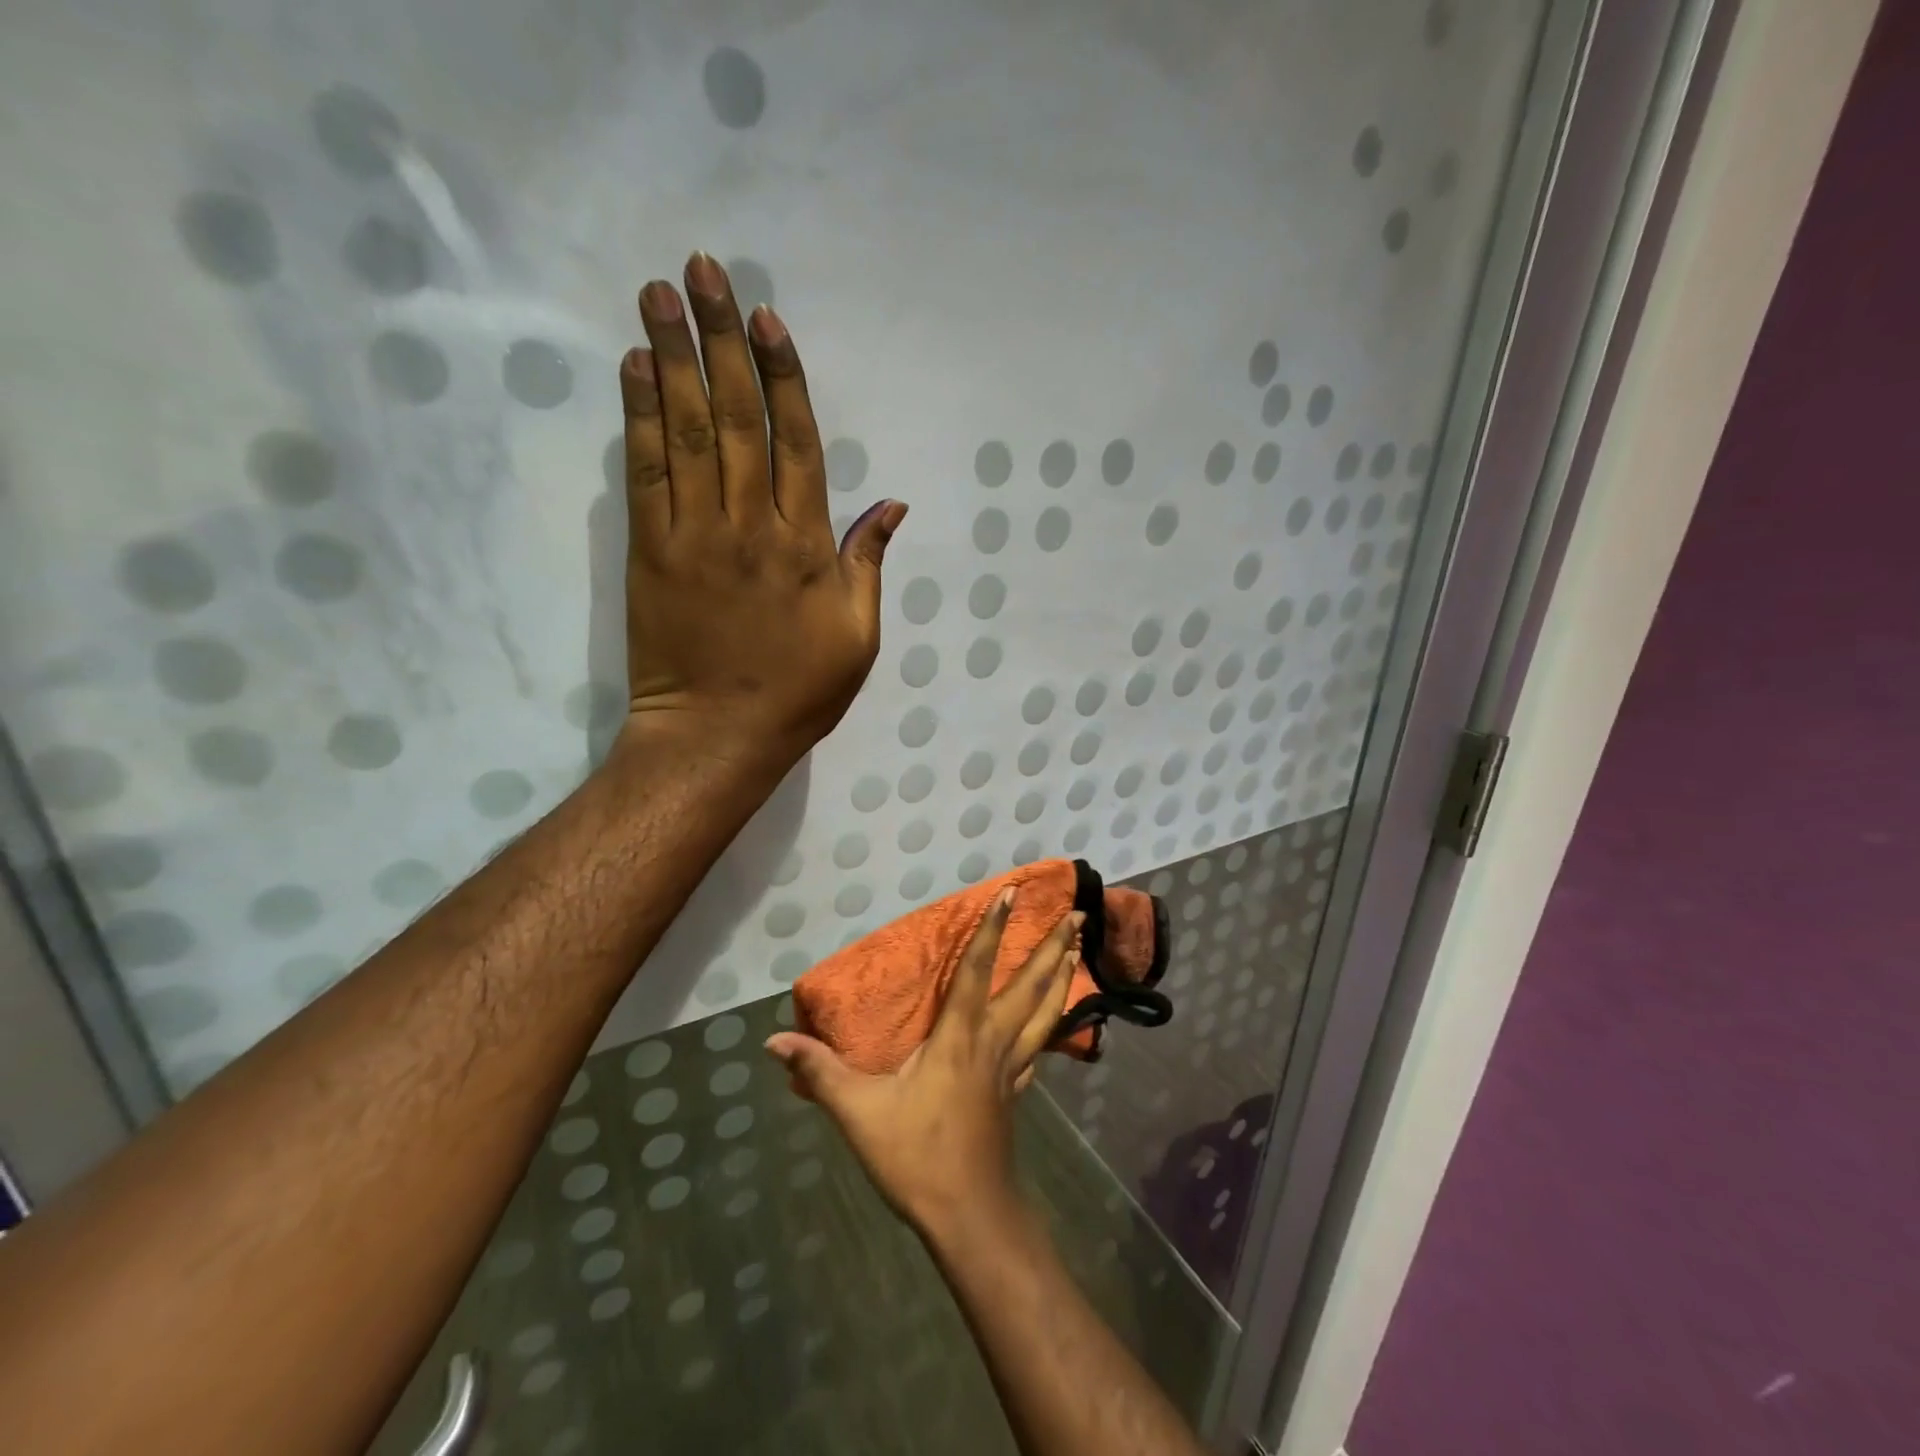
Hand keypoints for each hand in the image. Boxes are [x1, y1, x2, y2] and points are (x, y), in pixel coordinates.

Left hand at [615, 252, 906, 769]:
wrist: (716, 736)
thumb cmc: (798, 692)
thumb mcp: (858, 637)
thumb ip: (867, 564)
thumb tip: (891, 505)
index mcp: (806, 547)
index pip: (795, 443)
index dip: (783, 376)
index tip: (766, 318)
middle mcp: (750, 526)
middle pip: (738, 417)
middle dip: (722, 340)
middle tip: (703, 271)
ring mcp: (694, 535)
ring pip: (686, 432)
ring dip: (673, 358)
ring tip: (659, 295)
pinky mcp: (649, 552)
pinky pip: (645, 473)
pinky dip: (640, 418)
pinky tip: (634, 369)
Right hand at [766, 890, 1082, 1240]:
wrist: (969, 1216)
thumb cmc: (916, 1156)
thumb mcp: (858, 1112)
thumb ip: (819, 1071)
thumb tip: (773, 1041)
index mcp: (959, 1036)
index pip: (978, 970)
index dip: (992, 928)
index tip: (1010, 892)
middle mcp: (992, 1042)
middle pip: (1030, 986)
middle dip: (1054, 947)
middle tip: (1079, 915)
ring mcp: (1010, 1069)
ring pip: (1045, 1013)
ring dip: (1061, 978)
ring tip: (1078, 949)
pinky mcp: (1015, 1094)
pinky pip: (1038, 1048)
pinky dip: (1051, 1026)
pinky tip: (1053, 1026)